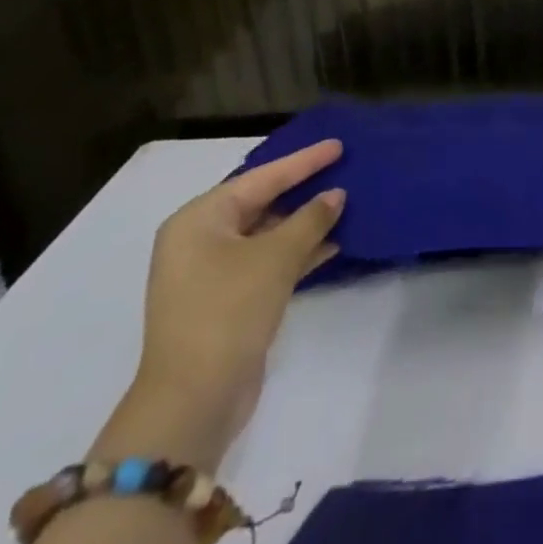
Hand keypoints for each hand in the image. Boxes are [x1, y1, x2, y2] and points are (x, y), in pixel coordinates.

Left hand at [111, 139, 345, 469]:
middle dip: (304, 189)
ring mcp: (212, 273)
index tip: (338, 145)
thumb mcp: (276, 257)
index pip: (261, 178)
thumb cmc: (229, 310)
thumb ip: (311, 219)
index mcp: (199, 220)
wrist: (194, 398)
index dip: (303, 161)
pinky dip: (299, 250)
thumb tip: (335, 195)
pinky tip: (334, 242)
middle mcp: (200, 240)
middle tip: (344, 169)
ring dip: (306, 221)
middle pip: (261, 202)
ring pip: (268, 233)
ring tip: (348, 203)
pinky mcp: (228, 300)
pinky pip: (268, 260)